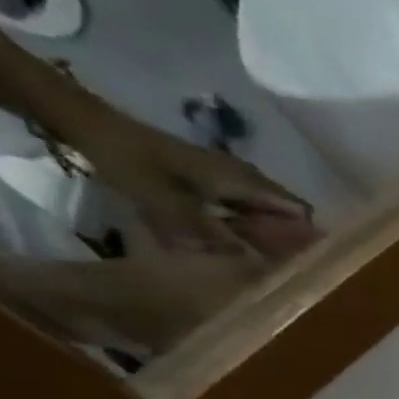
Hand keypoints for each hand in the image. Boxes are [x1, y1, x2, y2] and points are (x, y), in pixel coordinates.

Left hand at [51, 95, 312, 260]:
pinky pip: (242, 211)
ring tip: (260, 266)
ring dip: (264, 239)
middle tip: (280, 273)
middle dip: (288, 243)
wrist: (90, 125)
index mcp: (245, 181)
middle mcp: (246, 179)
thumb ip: (210, 235)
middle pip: (285, 216)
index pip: (299, 211)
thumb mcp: (167, 203)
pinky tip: (230, 246)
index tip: (305, 265)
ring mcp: (229, 180)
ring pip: (264, 215)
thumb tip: (251, 262)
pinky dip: (243, 230)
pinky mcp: (211, 182)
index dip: (308, 237)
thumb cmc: (131, 161)